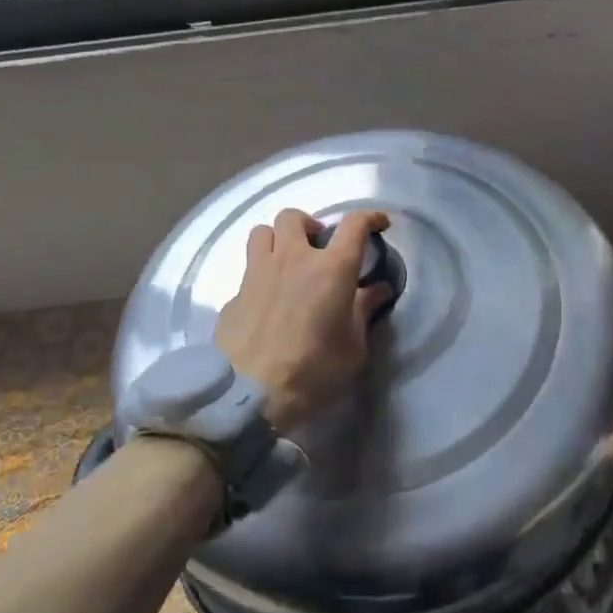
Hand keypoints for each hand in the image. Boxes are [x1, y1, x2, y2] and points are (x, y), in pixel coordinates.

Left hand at [215, 208, 391, 432]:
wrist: (249, 396)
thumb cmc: (313, 372)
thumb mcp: (353, 348)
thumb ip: (363, 311)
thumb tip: (377, 289)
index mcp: (331, 269)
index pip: (354, 224)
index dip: (370, 217)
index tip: (378, 224)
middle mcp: (292, 259)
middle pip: (294, 216)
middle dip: (308, 224)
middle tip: (317, 246)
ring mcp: (257, 273)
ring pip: (261, 232)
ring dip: (276, 240)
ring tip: (286, 262)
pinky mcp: (233, 295)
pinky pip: (248, 271)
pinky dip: (260, 278)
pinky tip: (266, 303)